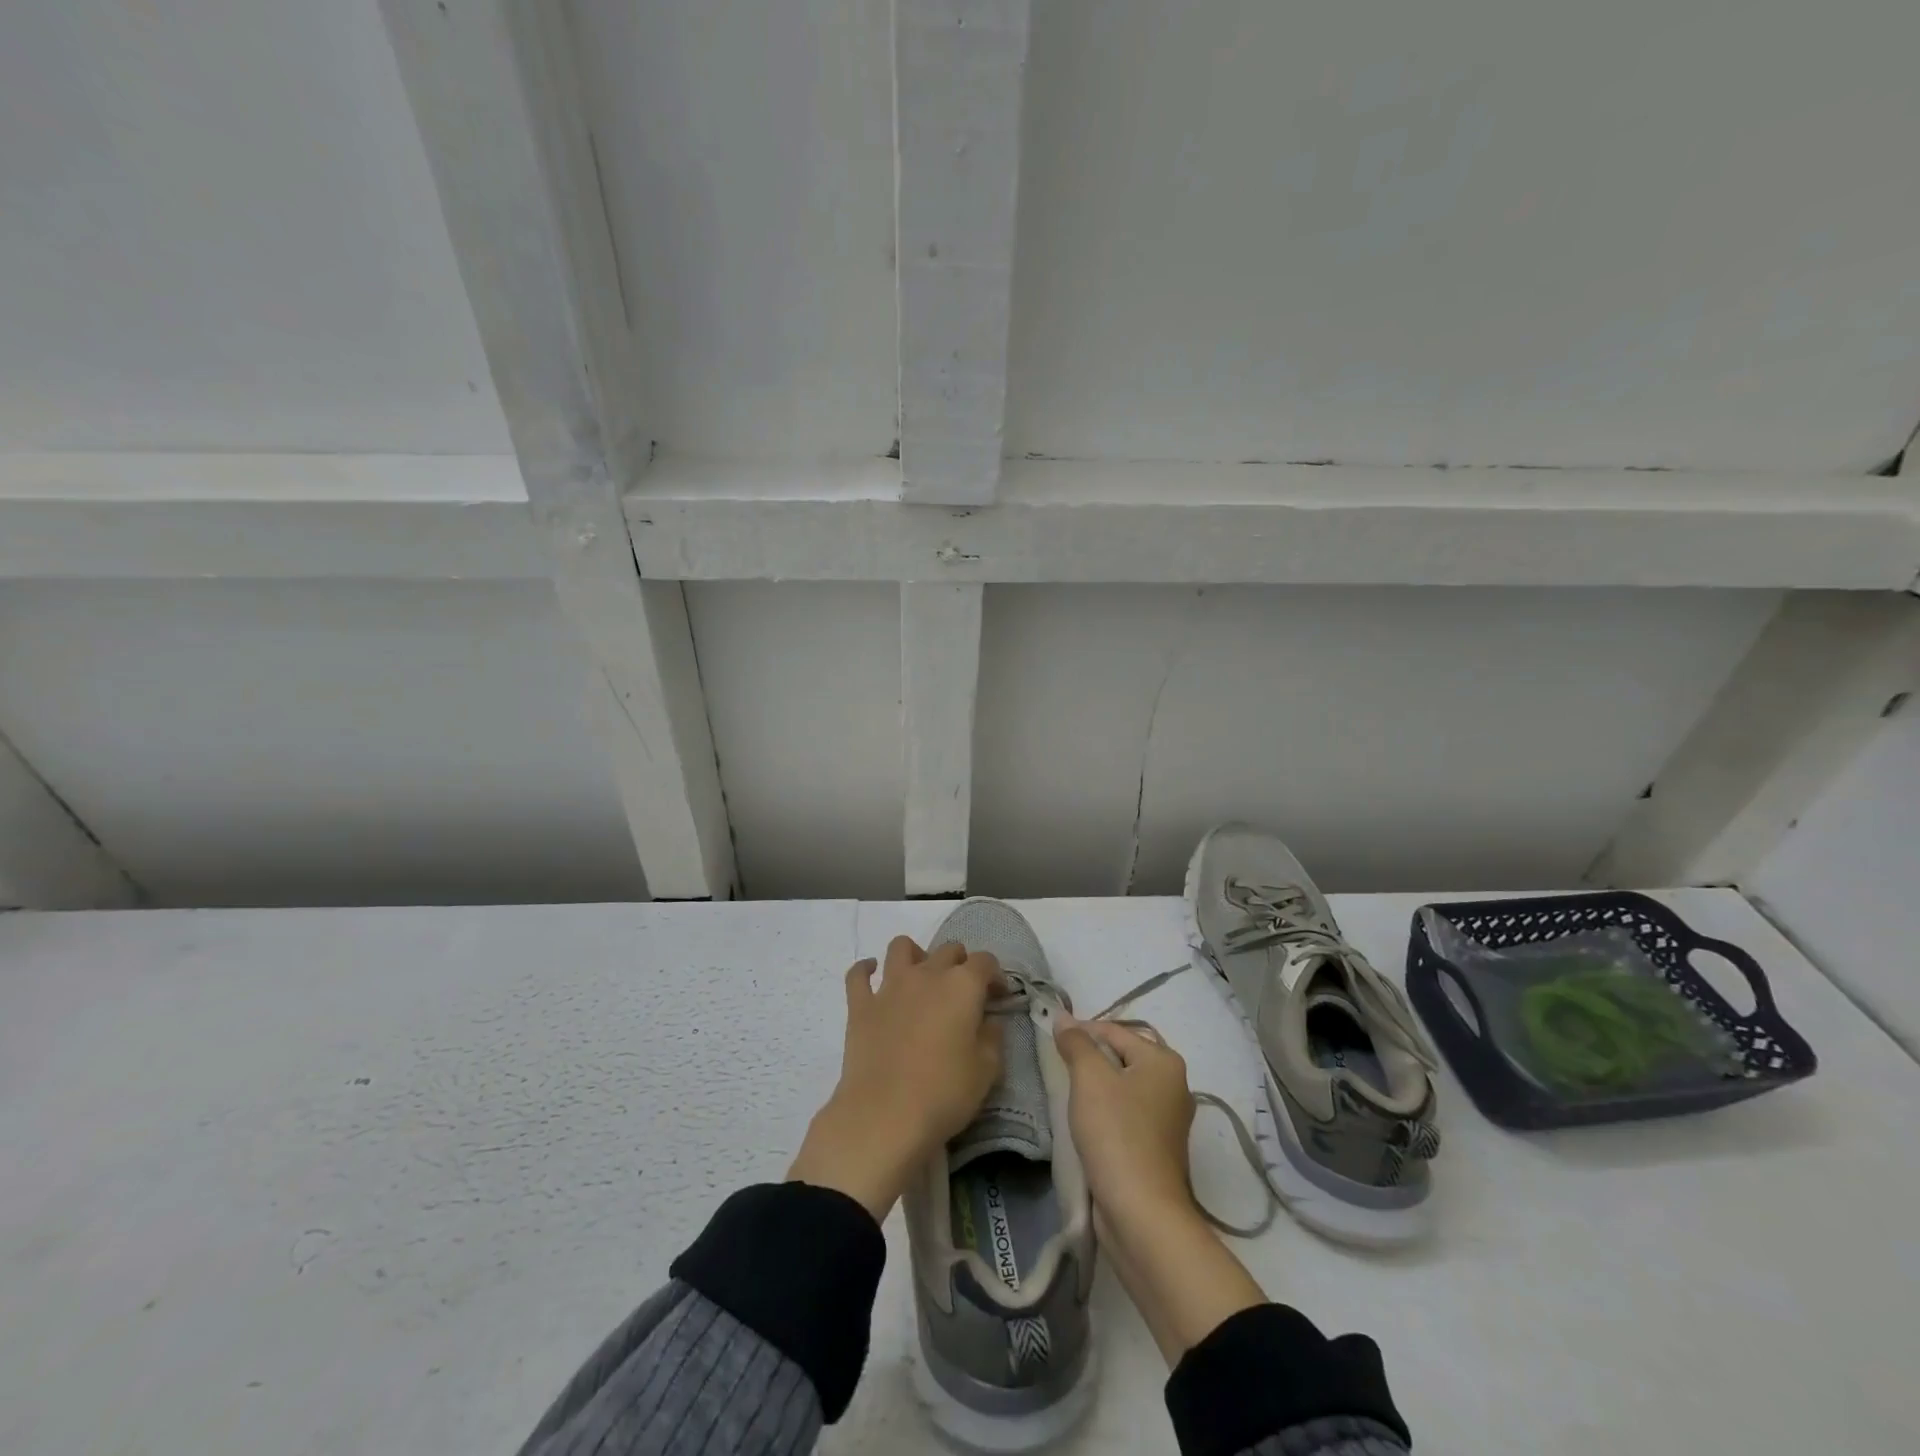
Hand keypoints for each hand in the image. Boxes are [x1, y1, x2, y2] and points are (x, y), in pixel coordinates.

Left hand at [787, 936, 1004, 1219]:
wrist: (884, 1116)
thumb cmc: (944, 1094)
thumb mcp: (986, 1071)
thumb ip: (993, 1038)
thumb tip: (990, 1021)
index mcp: (962, 986)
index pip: (985, 961)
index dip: (995, 976)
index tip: (998, 997)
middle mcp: (927, 974)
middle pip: (947, 950)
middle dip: (961, 963)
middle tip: (964, 992)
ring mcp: (890, 986)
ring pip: (901, 947)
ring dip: (915, 954)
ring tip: (920, 976)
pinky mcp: (860, 1005)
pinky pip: (858, 974)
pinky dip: (865, 969)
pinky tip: (872, 974)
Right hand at [1052, 1017, 1197, 1228]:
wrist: (1141, 1213)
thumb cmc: (1116, 1133)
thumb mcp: (1089, 1078)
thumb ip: (1076, 1043)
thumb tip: (1063, 1018)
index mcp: (1164, 1061)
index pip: (1114, 1031)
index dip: (1080, 1031)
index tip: (1051, 1041)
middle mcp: (1174, 1085)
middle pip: (1121, 1058)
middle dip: (1089, 1060)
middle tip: (1059, 1068)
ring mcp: (1169, 1120)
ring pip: (1123, 1088)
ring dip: (1096, 1089)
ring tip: (1068, 1095)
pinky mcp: (1159, 1148)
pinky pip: (1127, 1116)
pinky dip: (1106, 1114)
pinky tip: (1085, 1123)